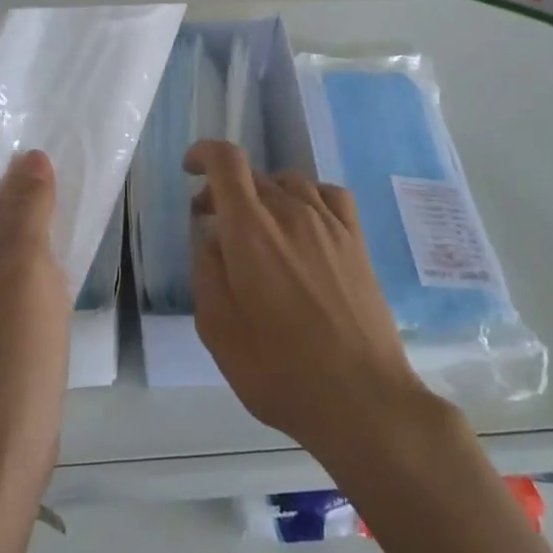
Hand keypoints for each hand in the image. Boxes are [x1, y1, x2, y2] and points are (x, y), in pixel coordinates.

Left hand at [0, 150, 69, 510]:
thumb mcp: (25, 270)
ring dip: (25, 235)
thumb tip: (30, 156)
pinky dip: (21, 266)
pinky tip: (55, 261)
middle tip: (66, 180)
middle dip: (20, 202)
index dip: (5, 170)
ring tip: (67, 212)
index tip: (47, 153)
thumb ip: (28, 207)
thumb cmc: (8, 359)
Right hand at [186, 140, 432, 465]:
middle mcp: (291, 213)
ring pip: (290, 181)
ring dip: (265, 194)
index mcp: (251, 232)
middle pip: (254, 174)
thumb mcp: (218, 330)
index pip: (227, 162)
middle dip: (226, 190)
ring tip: (259, 227)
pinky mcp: (357, 240)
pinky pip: (329, 194)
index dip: (204, 153)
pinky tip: (303, 222)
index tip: (190, 168)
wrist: (362, 399)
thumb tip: (210, 236)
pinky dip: (307, 196)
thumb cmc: (280, 372)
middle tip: (214, 225)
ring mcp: (330, 224)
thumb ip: (206, 271)